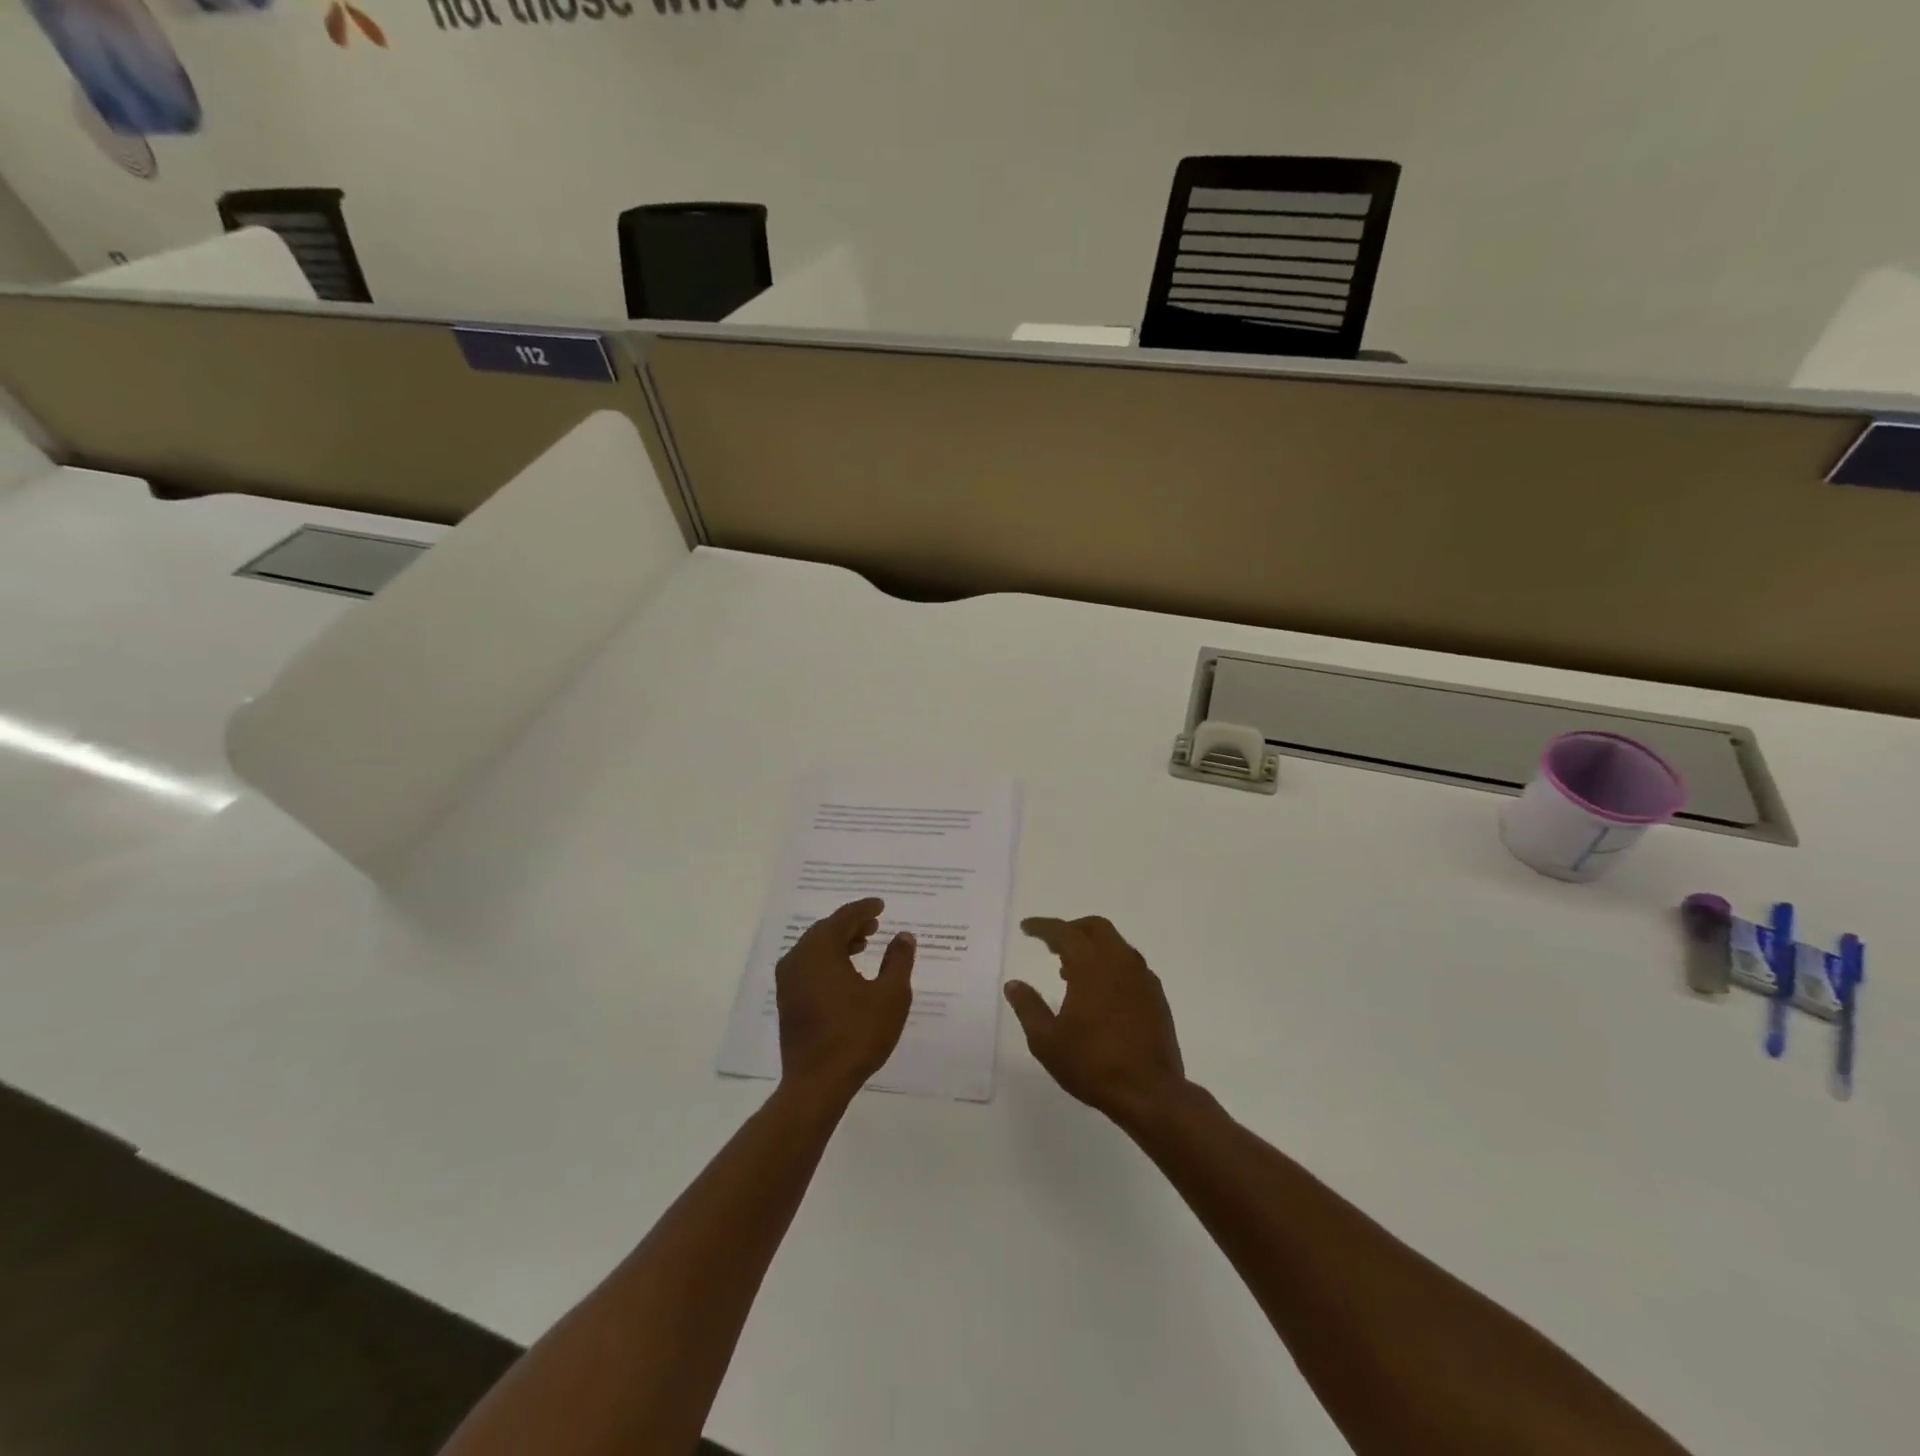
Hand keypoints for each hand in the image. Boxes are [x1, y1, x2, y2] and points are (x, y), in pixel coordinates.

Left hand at [777, 898, 916, 1096]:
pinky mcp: (787, 1002)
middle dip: (851, 925)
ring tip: (863, 946)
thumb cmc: (857, 1034)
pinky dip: (827, 961)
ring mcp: (788, 981)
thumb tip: (903, 936)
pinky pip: (808, 967)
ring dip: (839, 943)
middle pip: (825, 930)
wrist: (818, 1083)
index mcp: (819, 950)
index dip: (864, 909)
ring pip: (815, 949)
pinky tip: (846, 974)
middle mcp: (798, 959)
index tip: (881, 906)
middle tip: (875, 925)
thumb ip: (899, 960)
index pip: (843, 917)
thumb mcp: (890, 995)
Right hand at [1005, 915, 1185, 1124]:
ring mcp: (1142, 977)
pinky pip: (1130, 965)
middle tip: (1051, 944)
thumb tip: (1013, 985)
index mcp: (1091, 965)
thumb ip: (1028, 1007)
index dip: (1043, 927)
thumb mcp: (1047, 1040)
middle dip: (1071, 929)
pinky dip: (1111, 965)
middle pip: (1095, 927)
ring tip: (1070, 971)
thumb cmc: (1092, 1064)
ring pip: (1116, 945)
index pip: (1064, 932)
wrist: (1149, 1092)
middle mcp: (1120, 962)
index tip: (1026, 928)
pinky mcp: (1156, 996)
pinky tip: (1101, 991)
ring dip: (1092, 947)